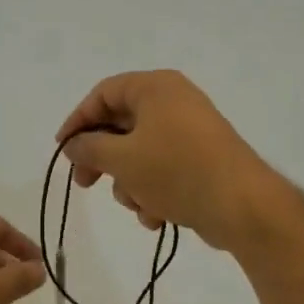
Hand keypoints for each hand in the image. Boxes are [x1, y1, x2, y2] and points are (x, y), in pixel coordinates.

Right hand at [56, 70, 286, 252]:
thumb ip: (89, 148)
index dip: (77, 121)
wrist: (241, 205)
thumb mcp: (121, 159)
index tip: (62, 151)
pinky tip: (157, 216)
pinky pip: (163, 171)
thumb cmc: (175, 171)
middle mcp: (174, 102)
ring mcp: (190, 132)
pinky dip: (153, 192)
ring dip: (130, 184)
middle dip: (103, 160)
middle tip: (85, 184)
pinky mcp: (201, 161)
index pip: (103, 94)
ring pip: (140, 154)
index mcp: (156, 87)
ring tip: (137, 204)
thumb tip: (74, 145)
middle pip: (121, 126)